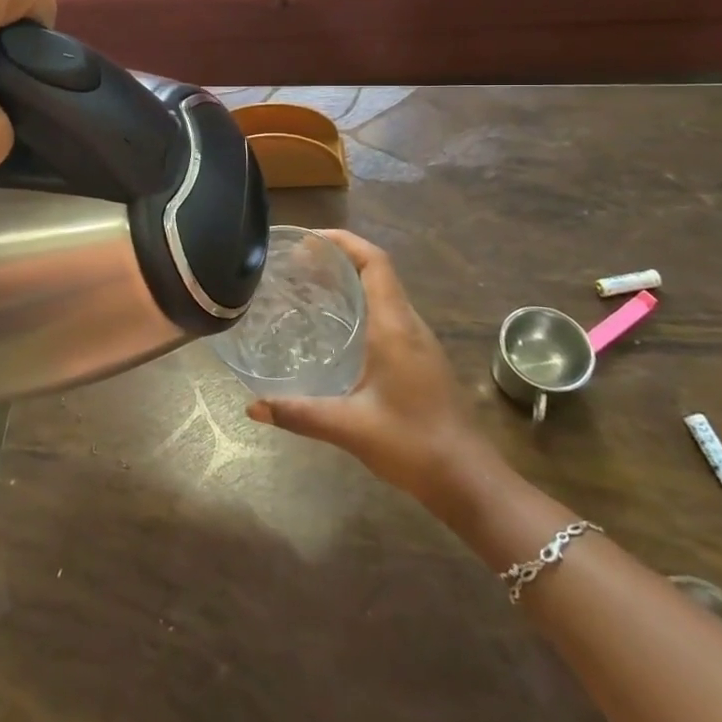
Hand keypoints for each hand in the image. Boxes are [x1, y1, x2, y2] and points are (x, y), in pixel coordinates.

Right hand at [247, 231, 509, 519]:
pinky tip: (335, 326)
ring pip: (384, 291)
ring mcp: (419, 341)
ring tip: (309, 285)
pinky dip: (360, 303)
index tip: (307, 240)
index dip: (343, 241)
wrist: (469, 481)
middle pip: (377, 270)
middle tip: (296, 262)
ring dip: (350, 278)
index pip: (374, 262)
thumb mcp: (349, 427)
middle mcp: (409, 324)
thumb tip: (252, 407)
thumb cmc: (413, 445)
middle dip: (338, 256)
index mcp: (395, 327)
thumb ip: (299, 414)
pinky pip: (388, 313)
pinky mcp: (420, 358)